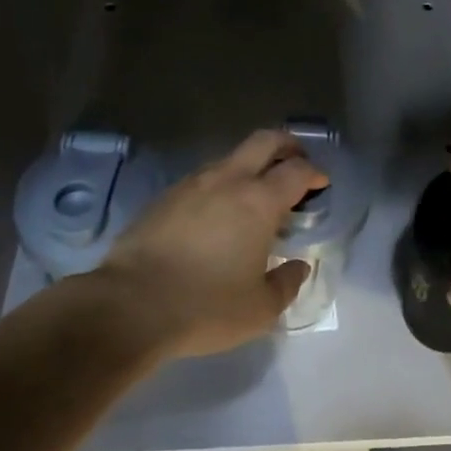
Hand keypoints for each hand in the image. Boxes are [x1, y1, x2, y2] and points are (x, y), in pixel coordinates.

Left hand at [97, 130, 326, 357]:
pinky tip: (215, 214)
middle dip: (287, 145)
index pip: (297, 171)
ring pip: (230, 158)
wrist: (129, 306)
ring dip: (249, 166)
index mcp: (259, 201)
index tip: (321, 184)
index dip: (315, 173)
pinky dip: (220, 185)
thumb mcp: (259, 309)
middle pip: (264, 141)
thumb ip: (287, 284)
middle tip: (296, 162)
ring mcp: (192, 184)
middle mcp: (228, 180)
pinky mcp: (164, 197)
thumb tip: (298, 267)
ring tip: (253, 195)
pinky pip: (202, 179)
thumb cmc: (205, 306)